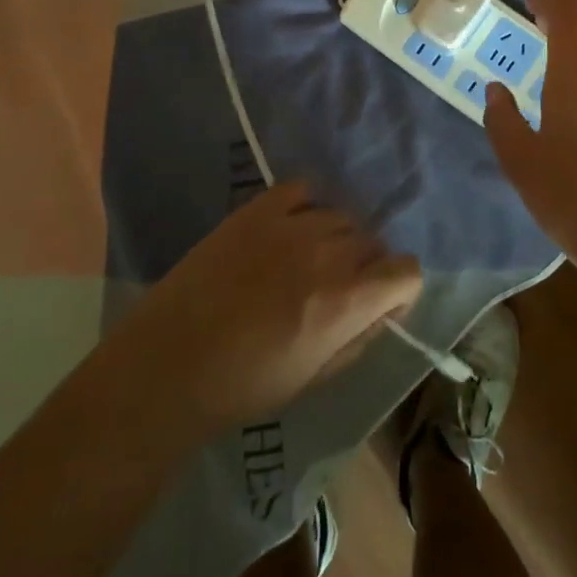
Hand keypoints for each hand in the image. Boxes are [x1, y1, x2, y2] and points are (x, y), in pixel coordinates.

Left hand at [113, 182, 422, 440]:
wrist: (170, 363)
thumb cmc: (244, 385)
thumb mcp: (316, 377)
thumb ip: (360, 336)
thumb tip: (383, 308)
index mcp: (345, 301)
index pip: (406, 270)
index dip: (399, 288)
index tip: (380, 302)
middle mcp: (327, 253)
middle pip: (372, 241)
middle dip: (365, 265)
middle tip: (335, 289)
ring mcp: (291, 224)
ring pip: (340, 216)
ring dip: (335, 238)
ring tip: (306, 261)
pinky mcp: (257, 208)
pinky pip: (303, 191)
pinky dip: (306, 207)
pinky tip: (290, 230)